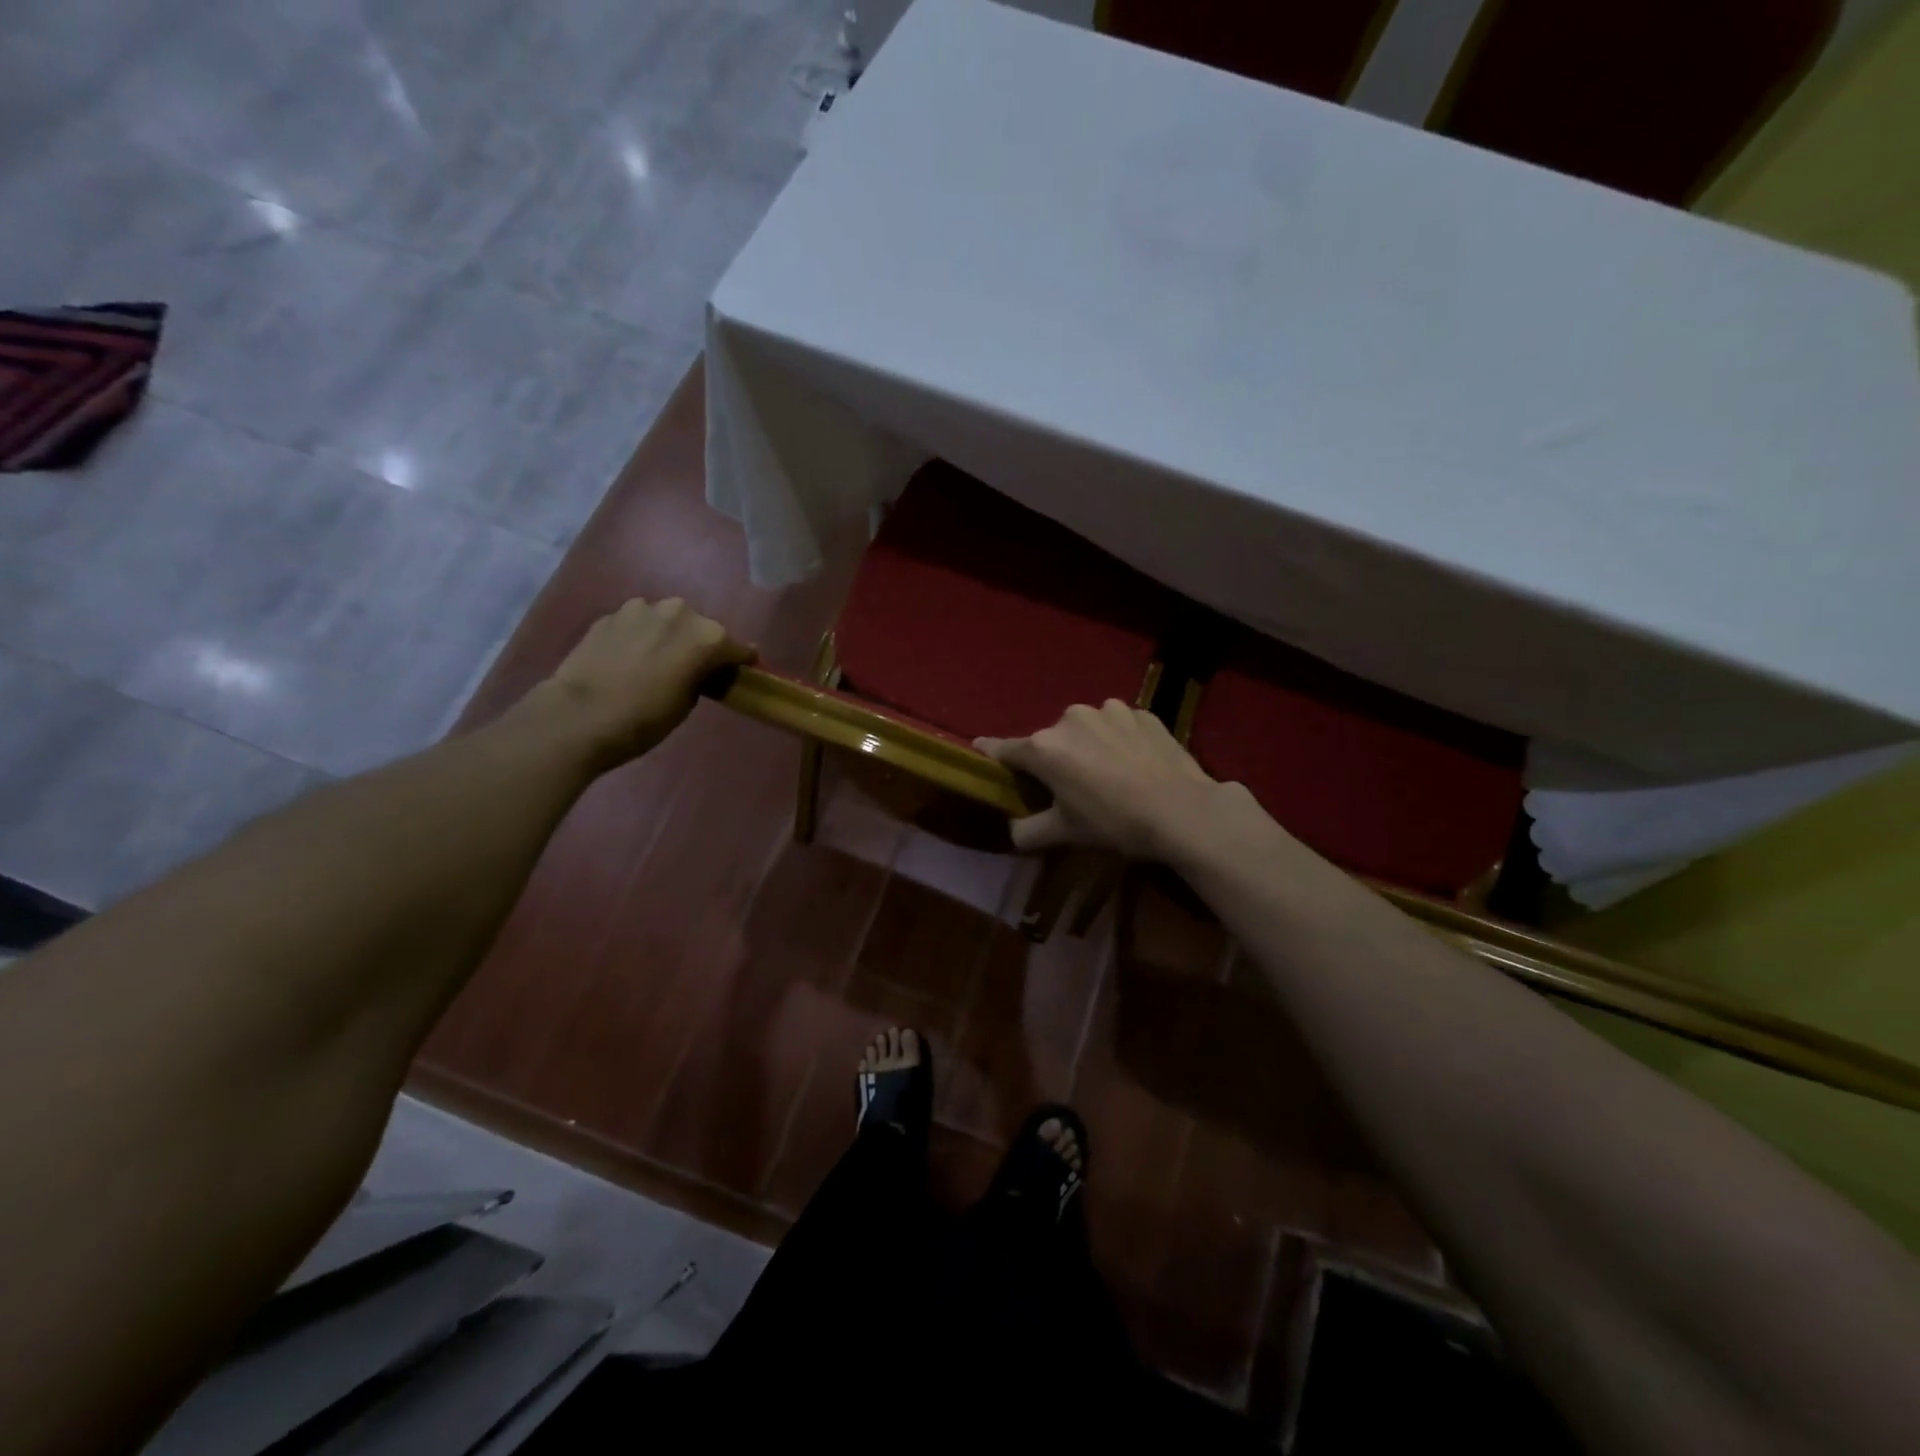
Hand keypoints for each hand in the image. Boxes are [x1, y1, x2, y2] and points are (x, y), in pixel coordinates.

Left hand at [534, 598, 754, 766]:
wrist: (578, 716)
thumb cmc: (644, 719)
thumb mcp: (687, 704)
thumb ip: (701, 677)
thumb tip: (699, 670)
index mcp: (708, 637)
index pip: (738, 648)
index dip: (739, 663)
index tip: (736, 675)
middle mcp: (680, 612)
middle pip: (701, 628)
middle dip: (700, 645)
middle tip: (691, 670)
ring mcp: (642, 608)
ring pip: (667, 620)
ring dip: (668, 636)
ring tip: (656, 661)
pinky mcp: (610, 615)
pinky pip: (637, 624)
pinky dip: (640, 637)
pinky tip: (628, 659)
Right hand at [978, 700, 1245, 859]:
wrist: (1184, 810)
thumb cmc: (1115, 823)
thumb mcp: (1066, 833)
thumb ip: (1028, 831)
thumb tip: (1012, 831)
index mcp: (1044, 747)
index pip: (1004, 748)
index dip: (991, 753)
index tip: (981, 751)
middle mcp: (1070, 719)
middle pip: (1049, 740)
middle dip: (1053, 759)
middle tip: (1069, 786)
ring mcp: (1108, 710)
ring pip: (1085, 729)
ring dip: (1087, 745)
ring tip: (1108, 773)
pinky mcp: (1140, 712)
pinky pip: (1117, 725)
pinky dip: (1117, 740)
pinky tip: (1134, 763)